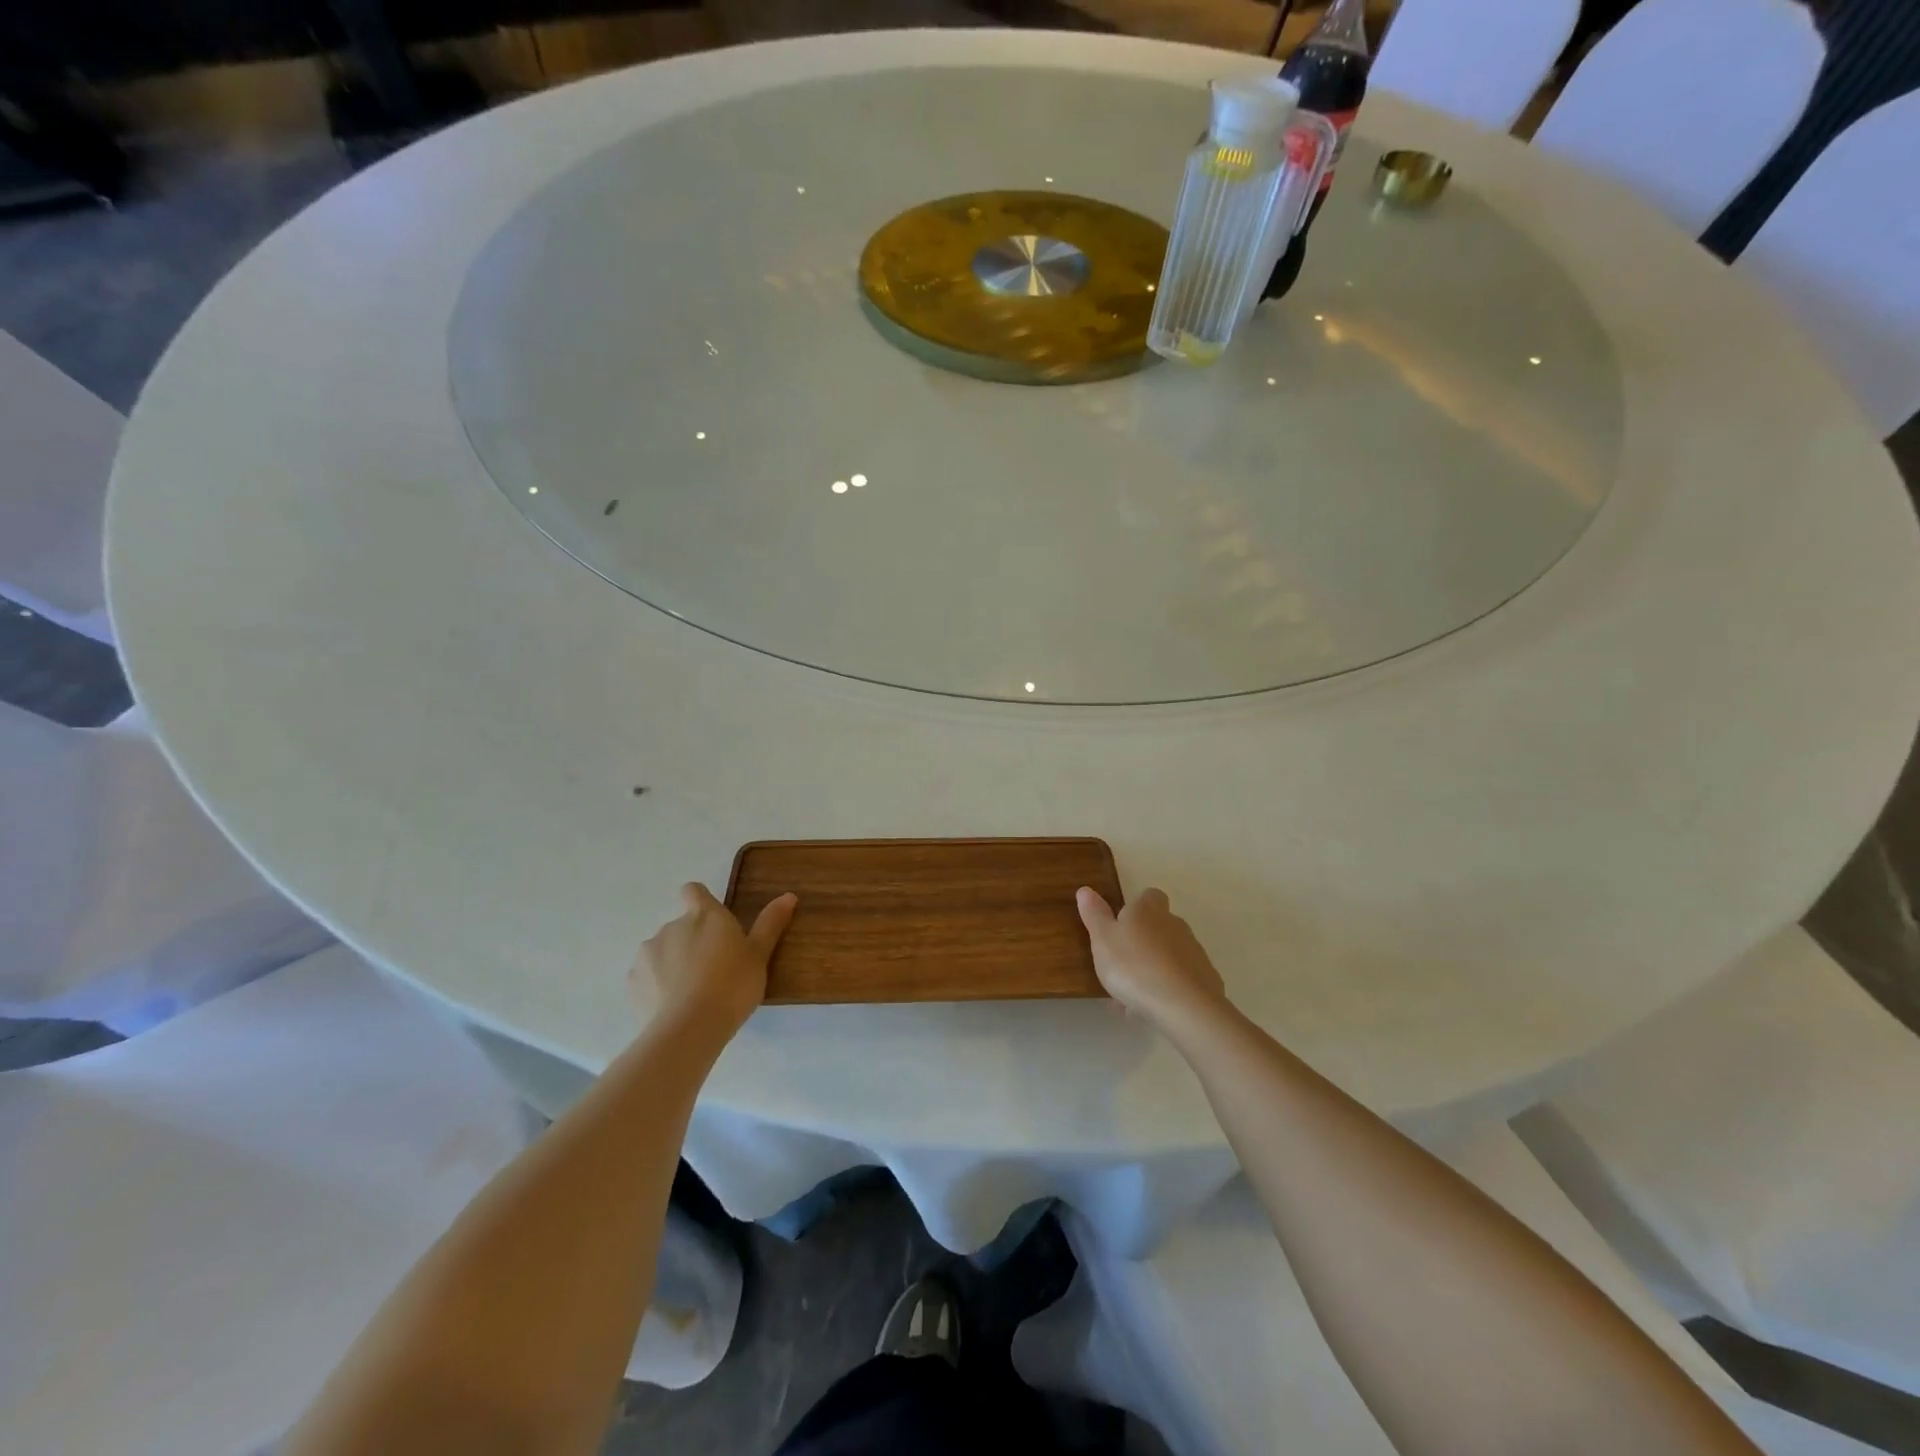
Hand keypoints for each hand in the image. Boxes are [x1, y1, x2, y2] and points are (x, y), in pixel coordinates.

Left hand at [633, 883, 796, 1034]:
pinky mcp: (632, 981)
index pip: (693, 891)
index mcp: (704, 915)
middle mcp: (672, 926)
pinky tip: (672, 1007)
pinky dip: (656, 986)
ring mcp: (648, 953)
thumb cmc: (732, 985)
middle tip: (713, 969)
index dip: (700, 902)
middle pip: (681, 925)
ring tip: (692, 992)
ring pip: (662, 951)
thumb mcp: (759, 955)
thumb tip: (789, 895)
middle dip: (692, 941)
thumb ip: (770, 923)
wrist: (689, 1028)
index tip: (713, 924)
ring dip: (673, 963)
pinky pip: (646, 976)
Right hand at [1077, 886, 1229, 1032]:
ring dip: (1151, 970)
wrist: (1183, 1006)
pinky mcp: (1206, 980)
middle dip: (1142, 943)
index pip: (1149, 896)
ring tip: (1129, 997)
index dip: (1136, 907)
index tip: (1121, 924)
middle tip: (1119, 966)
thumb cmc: (1133, 965)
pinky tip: (1149, 1010)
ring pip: (1167, 957)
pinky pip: (1179, 981)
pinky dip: (1166, 990)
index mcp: (1149, 910)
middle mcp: (1175, 925)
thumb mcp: (1102, 939)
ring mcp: (1194, 953)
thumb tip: (1085, 889)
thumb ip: (1094, 914)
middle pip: (1159, 926)